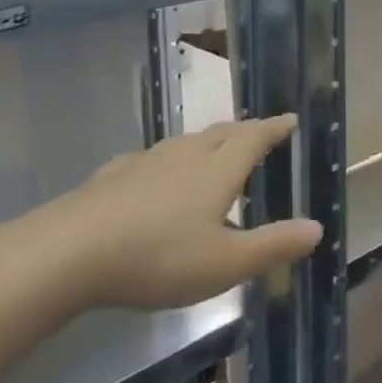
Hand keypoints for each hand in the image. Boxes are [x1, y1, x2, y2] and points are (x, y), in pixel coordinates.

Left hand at [16, 116, 319, 311]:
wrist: (64, 255)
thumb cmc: (156, 257)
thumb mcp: (225, 263)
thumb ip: (273, 245)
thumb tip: (317, 228)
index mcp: (218, 170)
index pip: (255, 138)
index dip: (275, 127)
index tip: (290, 119)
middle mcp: (185, 156)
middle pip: (222, 133)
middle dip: (245, 131)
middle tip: (259, 134)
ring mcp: (145, 163)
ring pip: (186, 142)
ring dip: (207, 142)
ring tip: (214, 152)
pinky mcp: (111, 178)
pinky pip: (150, 159)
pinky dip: (166, 162)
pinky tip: (154, 175)